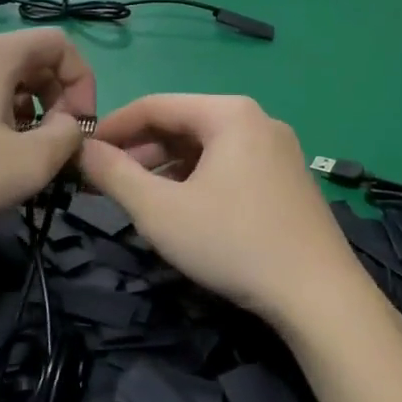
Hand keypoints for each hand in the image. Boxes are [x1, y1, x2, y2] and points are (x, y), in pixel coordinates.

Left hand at [0, 32, 96, 237]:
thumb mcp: (31, 162)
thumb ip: (69, 138)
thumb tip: (71, 127)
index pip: (60, 44)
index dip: (82, 83)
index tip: (79, 128)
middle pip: (30, 60)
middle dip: (55, 99)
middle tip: (53, 144)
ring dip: (25, 111)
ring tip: (18, 155)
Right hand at [78, 95, 369, 331]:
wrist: (319, 296)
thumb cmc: (232, 243)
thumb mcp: (160, 210)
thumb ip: (114, 174)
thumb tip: (82, 149)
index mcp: (229, 113)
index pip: (155, 105)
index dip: (113, 127)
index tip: (82, 151)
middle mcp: (257, 119)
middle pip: (183, 124)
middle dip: (139, 151)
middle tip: (104, 181)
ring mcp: (278, 149)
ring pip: (206, 147)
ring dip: (166, 167)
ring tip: (138, 197)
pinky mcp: (288, 178)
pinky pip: (230, 165)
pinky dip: (197, 179)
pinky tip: (182, 207)